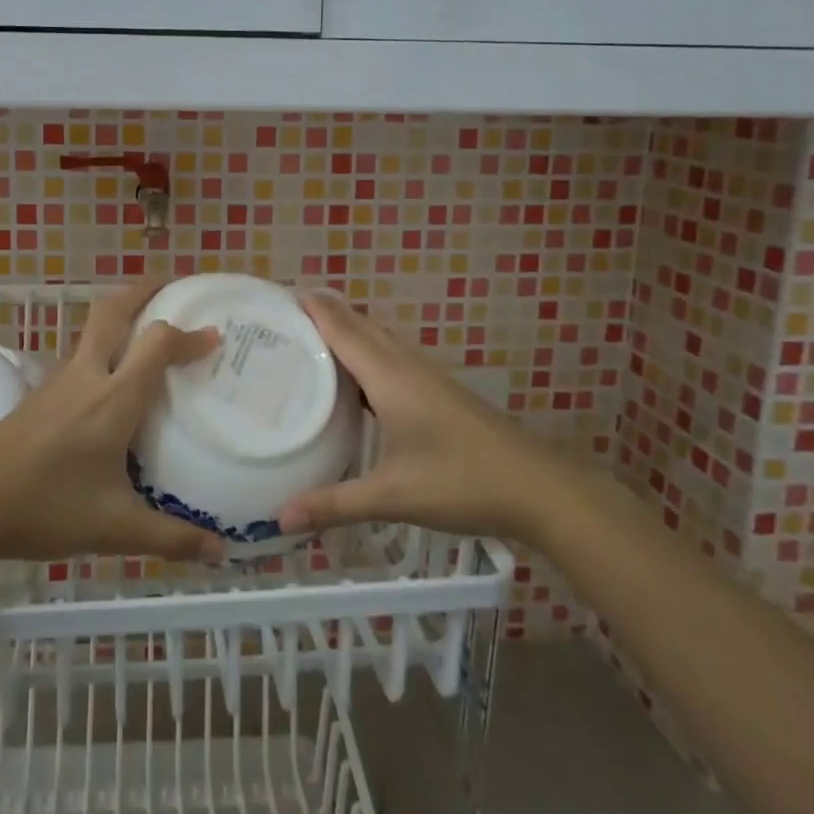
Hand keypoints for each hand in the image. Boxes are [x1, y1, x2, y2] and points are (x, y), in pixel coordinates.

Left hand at [0, 281, 224, 564]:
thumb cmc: (48, 508)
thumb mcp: (116, 528)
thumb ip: (171, 538)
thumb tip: (220, 553)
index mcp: (113, 398)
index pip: (157, 343)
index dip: (188, 334)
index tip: (214, 336)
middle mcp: (87, 376)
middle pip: (114, 311)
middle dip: (144, 290)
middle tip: (171, 286)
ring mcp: (58, 382)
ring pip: (92, 330)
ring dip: (121, 316)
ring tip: (146, 328)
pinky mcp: (38, 394)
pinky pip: (79, 354)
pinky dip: (102, 346)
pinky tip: (108, 381)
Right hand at [276, 292, 568, 545]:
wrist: (538, 489)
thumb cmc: (461, 482)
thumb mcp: (392, 496)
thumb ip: (334, 505)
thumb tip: (279, 519)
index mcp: (389, 376)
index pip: (341, 327)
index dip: (311, 307)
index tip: (275, 295)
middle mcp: (406, 365)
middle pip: (358, 324)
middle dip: (322, 313)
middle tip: (280, 319)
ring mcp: (426, 376)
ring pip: (377, 339)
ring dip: (345, 331)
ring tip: (307, 341)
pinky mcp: (439, 391)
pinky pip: (391, 357)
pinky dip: (364, 354)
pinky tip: (354, 381)